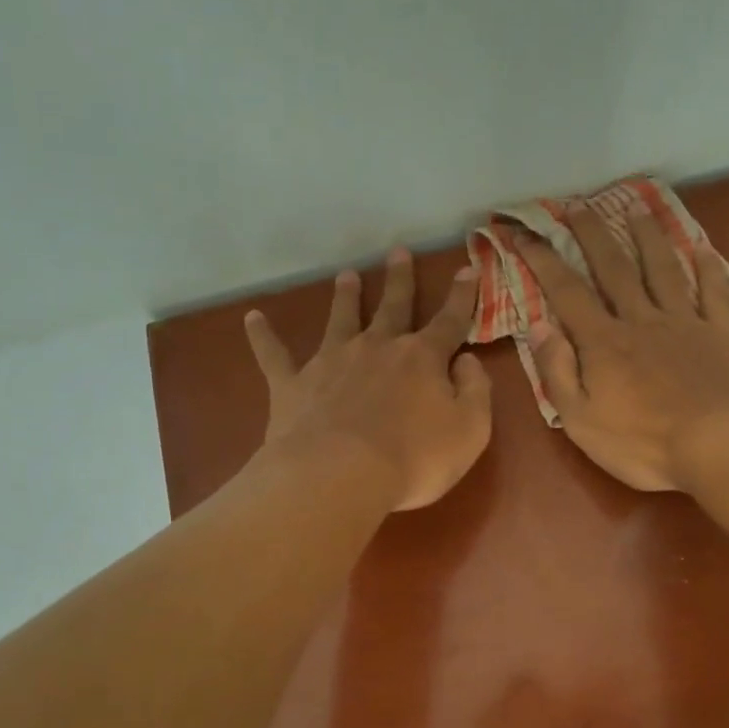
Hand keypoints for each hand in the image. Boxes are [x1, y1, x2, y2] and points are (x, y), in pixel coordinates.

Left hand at [244, 248, 491, 511]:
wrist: (340, 475)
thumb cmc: (415, 459)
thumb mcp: (470, 430)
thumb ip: (475, 391)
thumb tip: (466, 361)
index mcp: (422, 359)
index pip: (449, 320)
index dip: (462, 296)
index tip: (468, 269)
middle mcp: (377, 348)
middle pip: (392, 307)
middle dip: (399, 280)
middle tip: (398, 252)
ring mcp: (332, 362)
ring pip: (340, 319)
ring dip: (345, 296)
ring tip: (346, 275)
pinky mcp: (294, 384)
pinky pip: (274, 355)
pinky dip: (263, 336)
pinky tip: (252, 318)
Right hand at [515, 209, 728, 490]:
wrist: (720, 446)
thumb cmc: (643, 443)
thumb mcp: (582, 421)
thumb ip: (558, 372)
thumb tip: (540, 326)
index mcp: (604, 343)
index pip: (566, 292)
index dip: (543, 260)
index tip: (525, 233)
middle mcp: (642, 320)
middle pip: (614, 268)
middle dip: (592, 234)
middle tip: (577, 205)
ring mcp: (685, 323)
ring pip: (662, 270)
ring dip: (647, 237)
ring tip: (636, 208)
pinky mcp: (720, 335)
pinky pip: (714, 293)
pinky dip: (708, 268)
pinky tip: (703, 248)